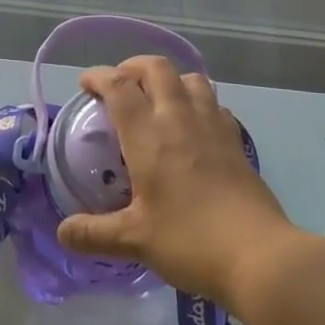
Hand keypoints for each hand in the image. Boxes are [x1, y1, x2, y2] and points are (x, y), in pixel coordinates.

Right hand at [55, 55, 299, 301]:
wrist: (260, 257)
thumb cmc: (190, 241)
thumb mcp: (134, 241)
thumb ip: (93, 234)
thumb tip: (63, 233)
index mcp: (149, 136)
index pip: (119, 86)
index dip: (98, 77)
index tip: (85, 85)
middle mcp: (180, 120)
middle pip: (157, 68)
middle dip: (133, 67)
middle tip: (120, 86)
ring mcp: (213, 128)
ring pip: (191, 79)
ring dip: (169, 80)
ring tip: (157, 100)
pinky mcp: (236, 142)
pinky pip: (214, 104)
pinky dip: (198, 103)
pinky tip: (192, 127)